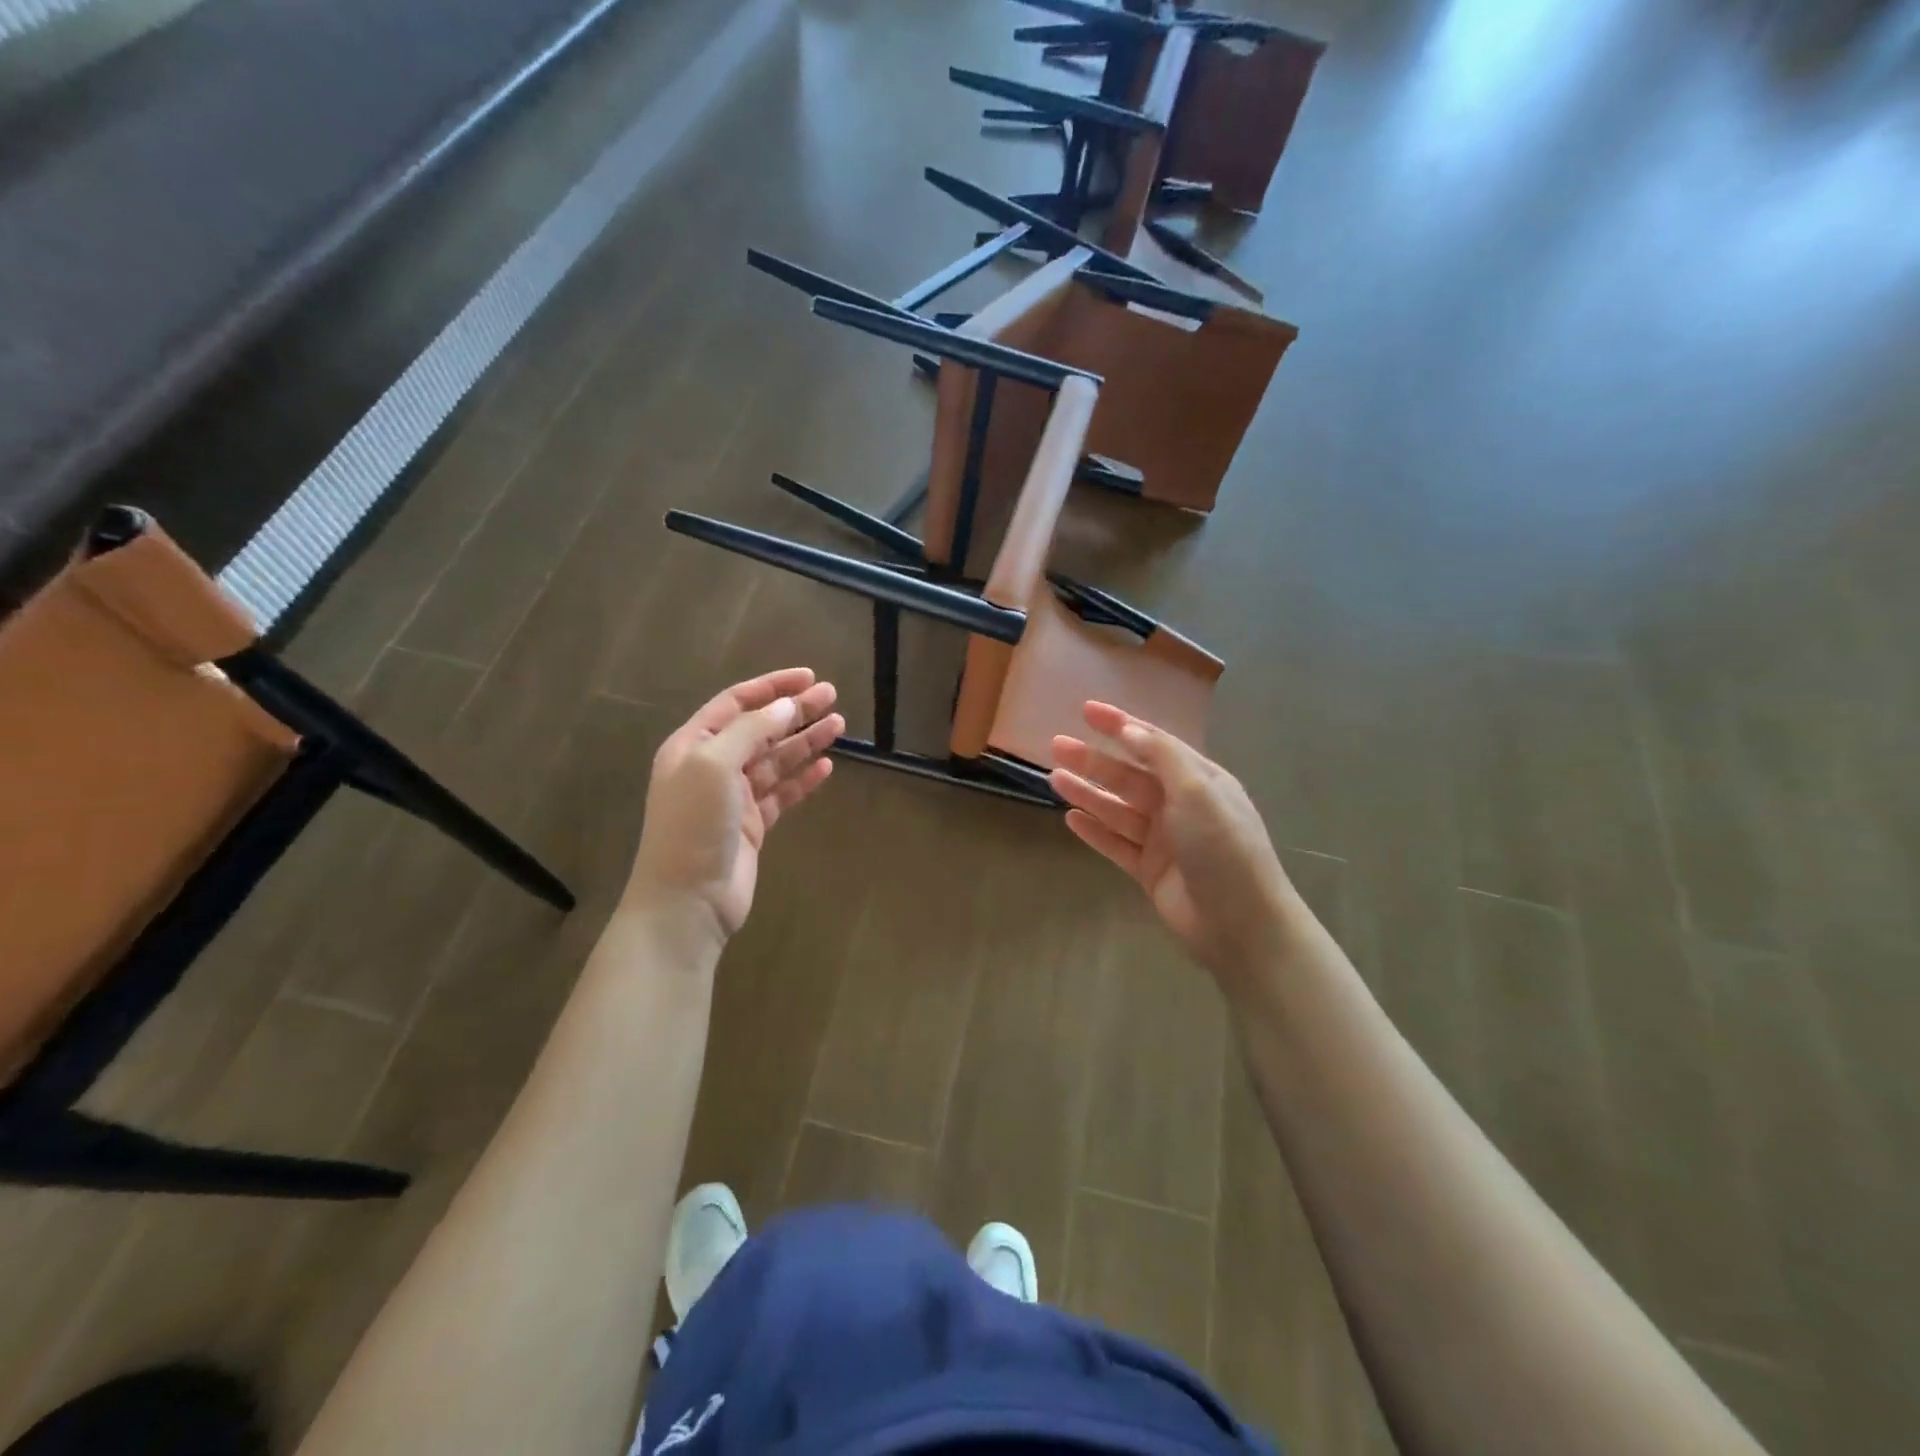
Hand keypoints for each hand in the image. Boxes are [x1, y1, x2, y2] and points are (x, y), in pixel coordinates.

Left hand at [627, 668, 843, 943]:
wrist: (687, 900)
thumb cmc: (694, 825)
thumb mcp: (715, 765)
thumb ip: (752, 731)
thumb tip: (786, 706)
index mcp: (693, 745)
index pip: (736, 703)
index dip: (772, 687)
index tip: (809, 678)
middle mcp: (712, 766)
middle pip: (761, 729)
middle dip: (795, 711)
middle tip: (833, 697)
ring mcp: (733, 797)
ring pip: (775, 760)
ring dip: (805, 742)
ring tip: (839, 725)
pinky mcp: (753, 825)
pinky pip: (782, 794)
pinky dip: (803, 780)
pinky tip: (827, 768)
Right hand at [1052, 701, 1296, 992]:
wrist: (1241, 924)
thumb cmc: (1223, 848)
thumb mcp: (1198, 791)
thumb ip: (1162, 757)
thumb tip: (1131, 729)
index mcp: (1199, 780)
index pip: (1154, 743)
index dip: (1120, 724)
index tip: (1087, 710)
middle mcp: (1180, 805)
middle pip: (1129, 775)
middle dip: (1094, 760)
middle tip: (1057, 745)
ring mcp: (1164, 840)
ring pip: (1118, 809)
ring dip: (1087, 792)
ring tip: (1053, 778)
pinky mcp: (1150, 870)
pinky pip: (1116, 843)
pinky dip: (1094, 830)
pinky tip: (1070, 818)